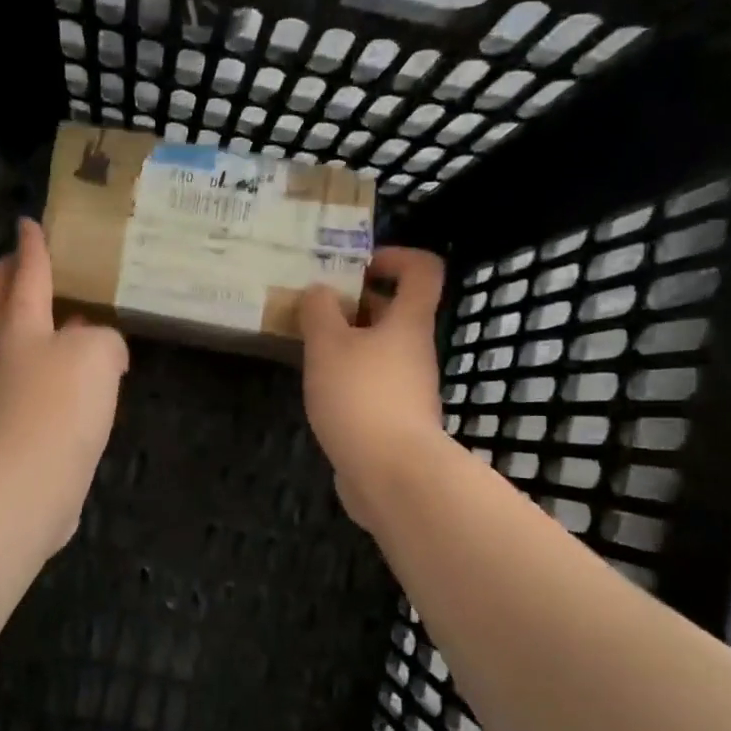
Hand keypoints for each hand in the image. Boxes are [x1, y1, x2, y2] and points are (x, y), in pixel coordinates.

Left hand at [0, 218, 128, 549]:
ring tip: (61, 314)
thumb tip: (101, 348)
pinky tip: (74, 373)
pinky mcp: (17, 424)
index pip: (27, 273)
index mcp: (21, 324)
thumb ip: (103, 339)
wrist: (27, 483)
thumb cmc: (58, 405)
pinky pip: (32, 379)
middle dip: (7, 275)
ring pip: (13, 340)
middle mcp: (6, 351)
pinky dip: (48, 364)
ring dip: (28, 320)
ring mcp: (6, 390)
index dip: (31, 246)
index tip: (28, 222)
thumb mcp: (96, 354)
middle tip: (23, 261)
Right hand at [298, 247, 447, 531]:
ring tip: (307, 347)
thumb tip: (319, 291)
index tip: (358, 265)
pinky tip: (319, 387)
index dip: (395, 257)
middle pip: (395, 311)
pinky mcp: (394, 418)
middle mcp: (415, 350)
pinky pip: (372, 382)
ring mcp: (408, 387)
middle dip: (356, 303)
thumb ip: (319, 312)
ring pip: (380, 349)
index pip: (423, 271)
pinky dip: (348, 376)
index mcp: (408, 323)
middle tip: (315, 306)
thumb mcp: (328, 345)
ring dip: (347, 342)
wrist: (391, 473)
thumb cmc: (361, 396)